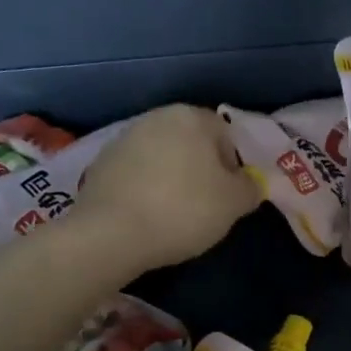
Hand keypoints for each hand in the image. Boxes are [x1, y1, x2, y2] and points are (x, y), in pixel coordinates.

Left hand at [73, 105, 261, 272]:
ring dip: (171, 177)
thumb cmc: (184, 210)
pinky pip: (136, 173)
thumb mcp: (234, 204)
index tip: (229, 196)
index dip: (233, 167)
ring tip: (173, 213)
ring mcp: (123, 138)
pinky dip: (144, 188)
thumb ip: (250, 187)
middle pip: (192, 142)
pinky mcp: (100, 163)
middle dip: (201, 169)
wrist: (111, 234)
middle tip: (204, 205)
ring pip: (162, 156)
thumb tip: (250, 181)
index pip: (226, 135)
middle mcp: (156, 117)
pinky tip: (146, 215)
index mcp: (192, 117)